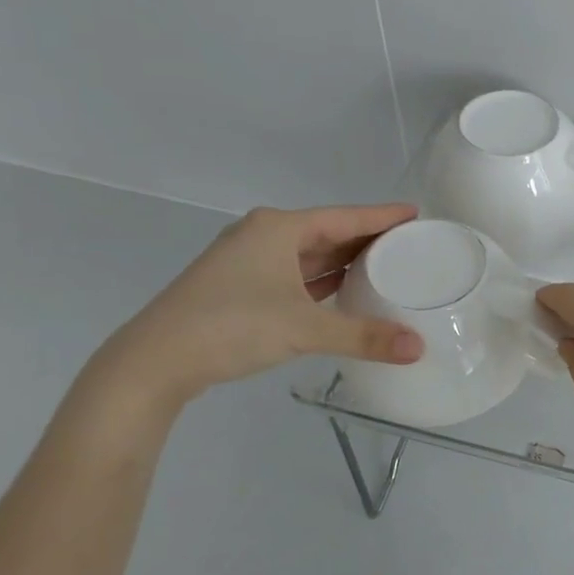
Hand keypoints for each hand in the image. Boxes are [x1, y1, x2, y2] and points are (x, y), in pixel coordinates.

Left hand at [100, 204, 424, 406]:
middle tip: (408, 244)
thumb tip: (419, 348)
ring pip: (309, 255)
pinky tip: (342, 291)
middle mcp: (263, 236)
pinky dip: (321, 281)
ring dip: (343, 261)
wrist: (154, 360)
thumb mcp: (305, 328)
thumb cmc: (232, 325)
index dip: (382, 216)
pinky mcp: (239, 288)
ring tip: (384, 266)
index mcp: (279, 229)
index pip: (345, 216)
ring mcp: (247, 262)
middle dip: (366, 239)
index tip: (416, 214)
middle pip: (328, 233)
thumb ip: (363, 336)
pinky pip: (294, 275)